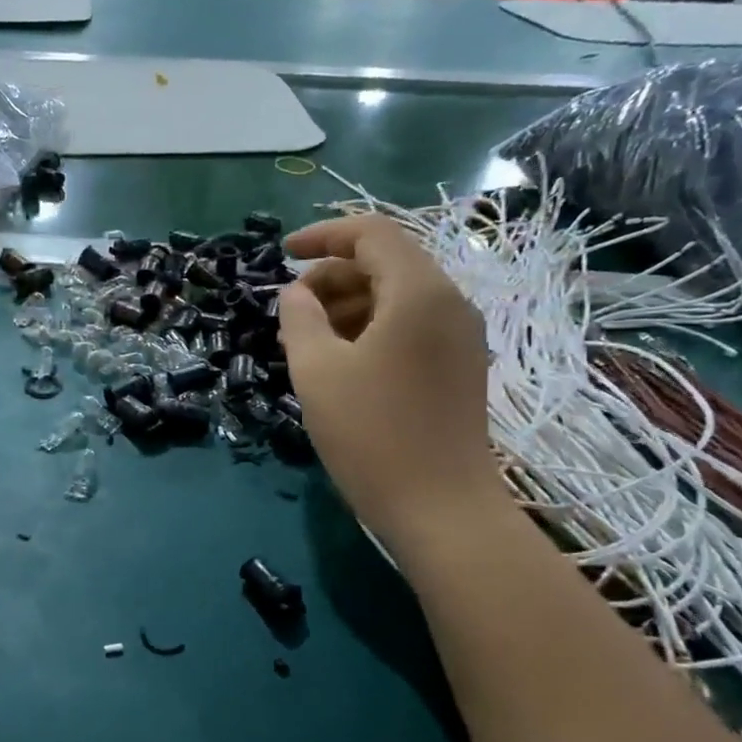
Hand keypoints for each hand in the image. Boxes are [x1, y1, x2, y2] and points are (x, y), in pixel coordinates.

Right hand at [277, 213, 502, 544]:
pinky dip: (371, 327)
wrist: (439, 507)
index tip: (281, 255)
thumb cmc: (371, 433)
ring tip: (306, 340)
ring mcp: (460, 336)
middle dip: (331, 277)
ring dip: (348, 304)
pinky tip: (340, 361)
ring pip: (397, 296)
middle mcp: (449, 303)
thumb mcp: (317, 371)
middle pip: (386, 262)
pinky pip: (411, 325)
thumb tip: (295, 293)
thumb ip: (299, 319)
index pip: (371, 234)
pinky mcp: (458, 366)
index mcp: (419, 292)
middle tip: (289, 311)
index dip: (322, 236)